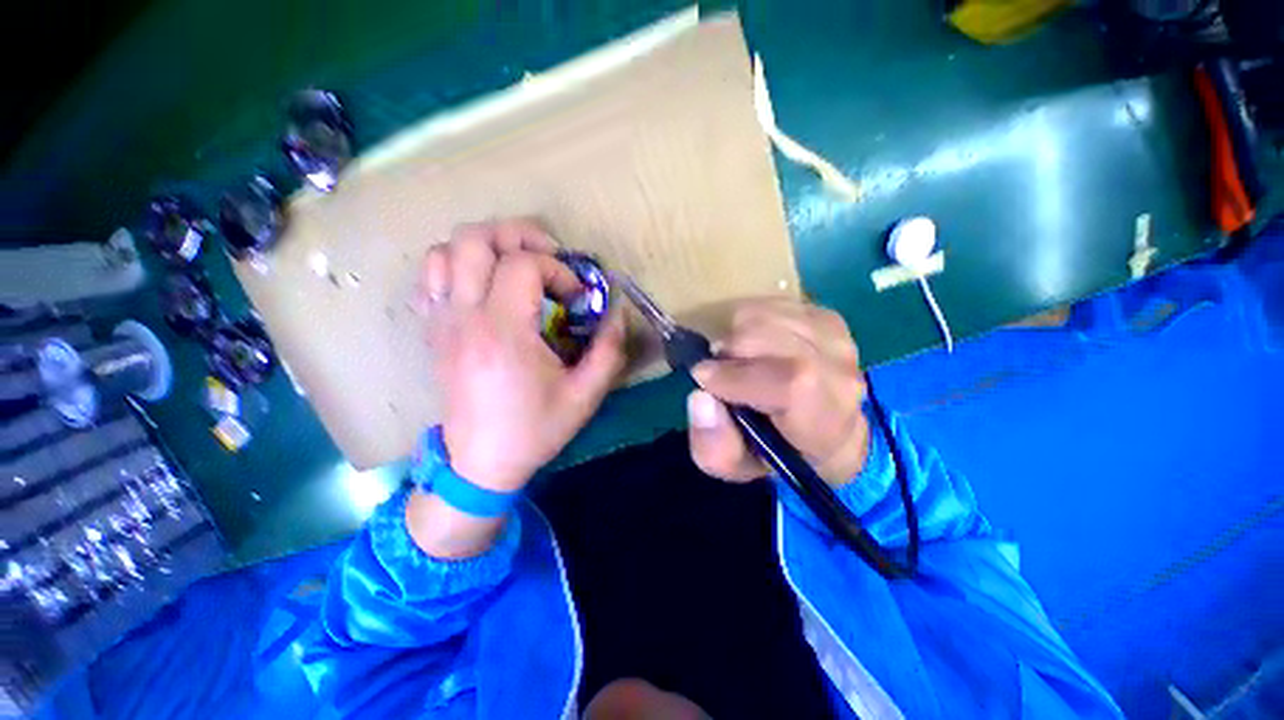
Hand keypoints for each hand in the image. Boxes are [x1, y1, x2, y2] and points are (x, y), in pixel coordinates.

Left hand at [419, 219, 625, 492]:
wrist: (481, 463)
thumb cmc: (535, 430)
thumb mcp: (585, 395)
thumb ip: (609, 350)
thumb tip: (618, 312)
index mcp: (503, 332)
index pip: (523, 264)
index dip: (558, 270)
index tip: (576, 297)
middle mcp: (464, 317)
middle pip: (475, 239)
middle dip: (518, 236)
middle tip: (548, 257)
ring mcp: (441, 322)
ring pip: (445, 251)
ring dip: (485, 247)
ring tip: (516, 265)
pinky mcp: (433, 331)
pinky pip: (431, 277)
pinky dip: (458, 266)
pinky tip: (484, 285)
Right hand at [687, 298, 868, 485]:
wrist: (829, 430)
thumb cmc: (779, 452)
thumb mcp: (738, 467)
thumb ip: (714, 446)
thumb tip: (700, 397)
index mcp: (825, 420)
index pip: (791, 381)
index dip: (736, 375)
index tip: (704, 378)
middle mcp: (841, 372)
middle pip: (767, 337)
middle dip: (728, 353)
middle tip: (725, 375)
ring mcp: (836, 337)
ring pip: (764, 315)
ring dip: (736, 336)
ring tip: (742, 361)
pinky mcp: (825, 315)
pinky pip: (770, 303)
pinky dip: (750, 322)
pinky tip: (758, 345)